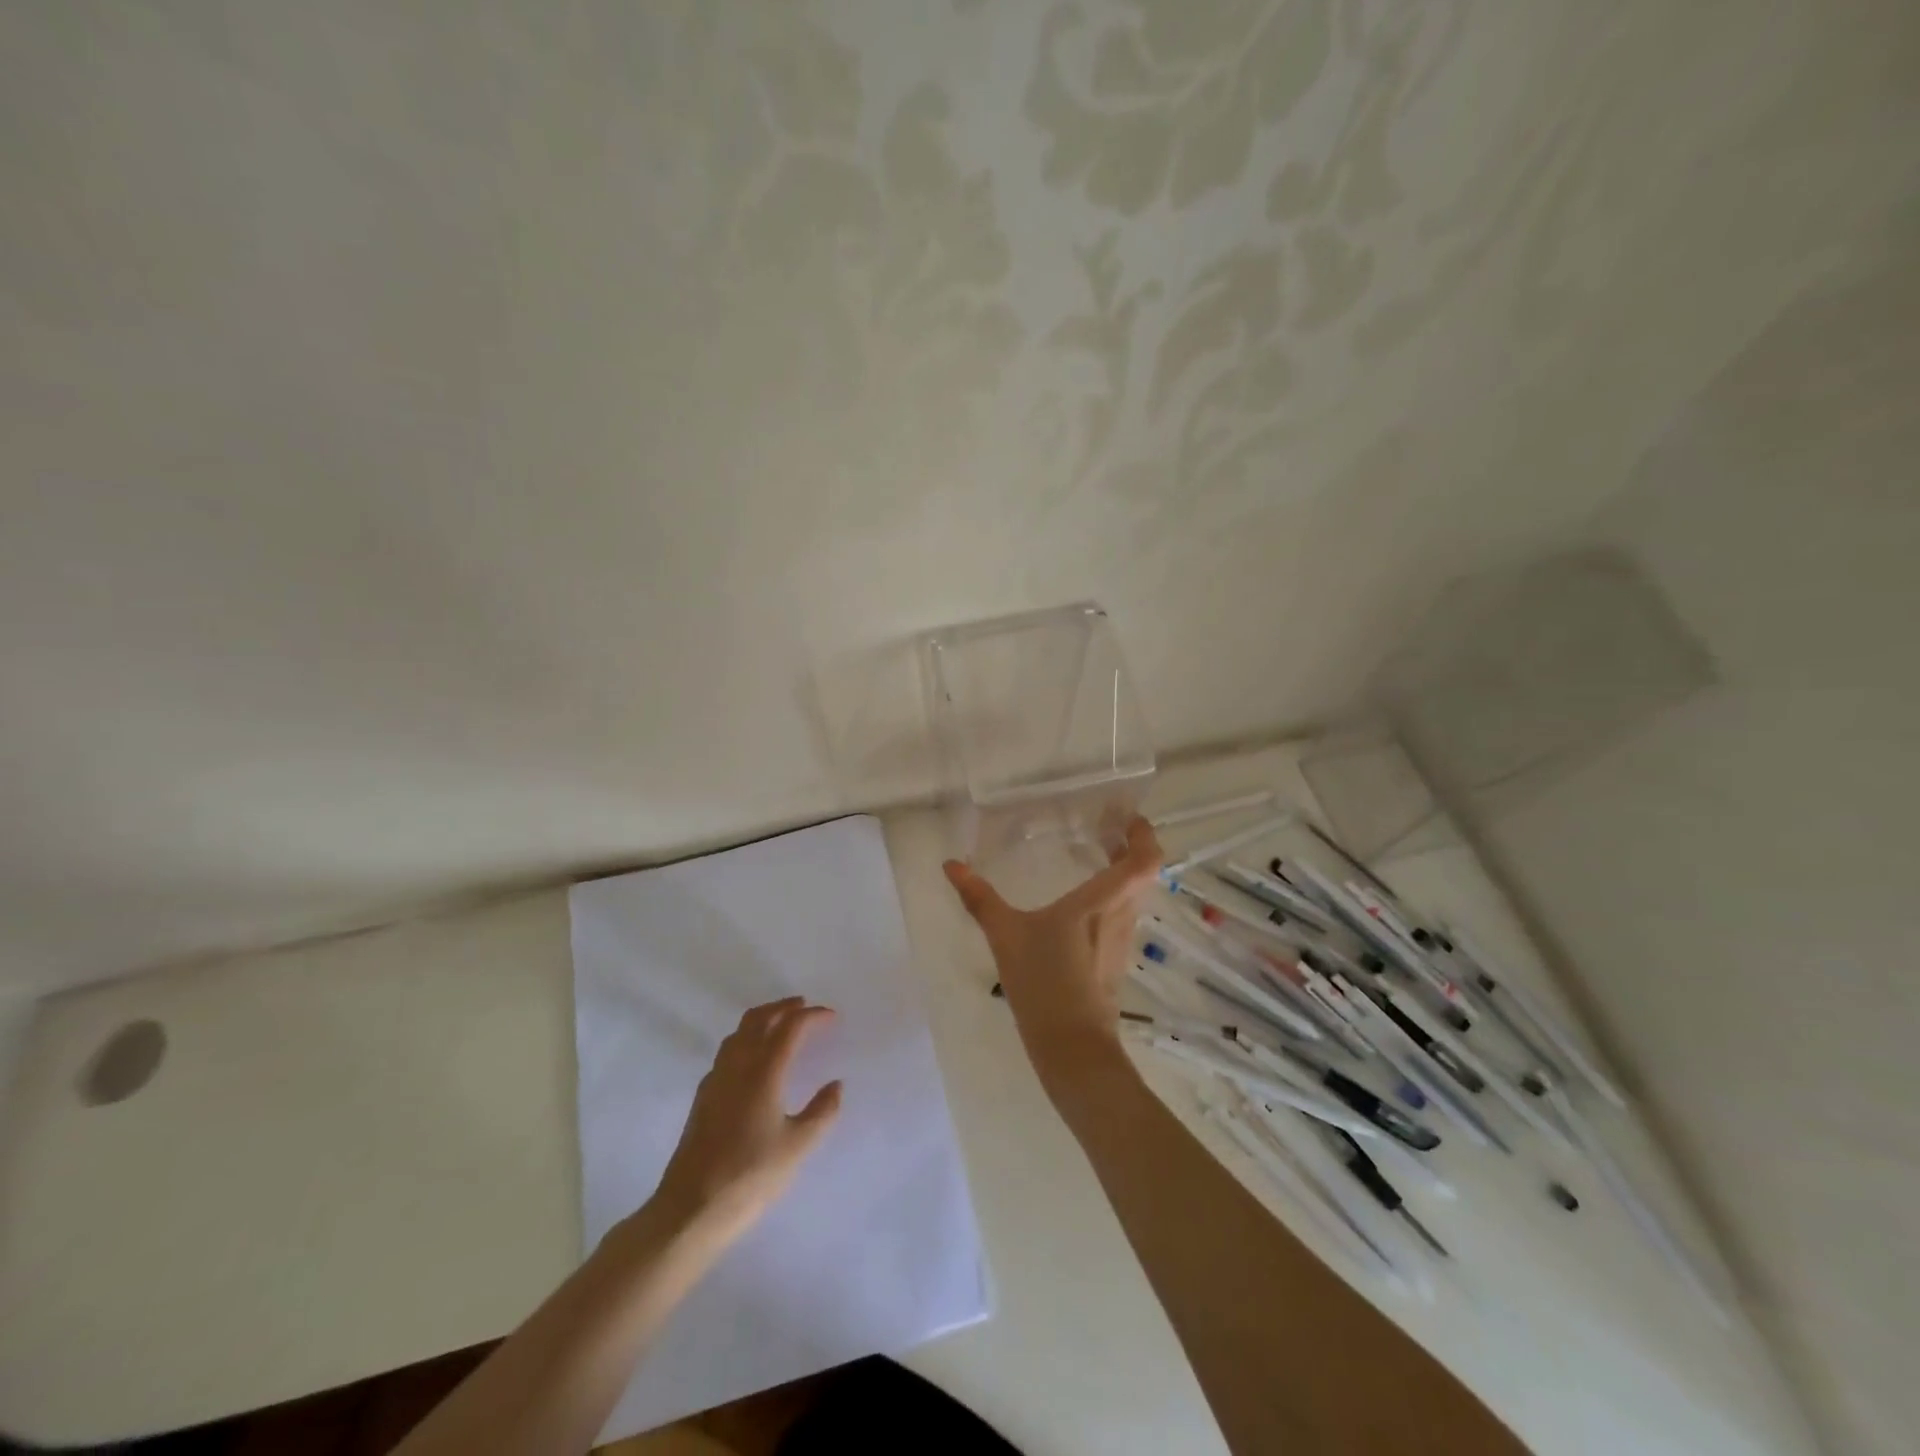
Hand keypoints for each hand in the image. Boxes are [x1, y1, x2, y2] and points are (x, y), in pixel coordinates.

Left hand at [647, 998, 842, 1249]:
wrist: (690, 1210)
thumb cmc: (750, 1177)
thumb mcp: (797, 1147)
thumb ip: (821, 1112)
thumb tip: (835, 1085)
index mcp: (763, 1071)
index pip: (790, 1027)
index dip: (812, 1016)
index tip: (832, 1017)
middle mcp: (737, 1066)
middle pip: (759, 1019)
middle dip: (783, 1007)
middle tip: (804, 1007)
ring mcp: (715, 1080)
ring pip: (739, 1033)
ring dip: (762, 1020)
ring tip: (781, 1025)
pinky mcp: (703, 1098)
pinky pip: (727, 1052)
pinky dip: (746, 1041)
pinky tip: (753, 1062)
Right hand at [944, 817, 1162, 1094]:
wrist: (1072, 1049)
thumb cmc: (1044, 984)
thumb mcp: (1005, 936)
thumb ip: (979, 898)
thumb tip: (951, 864)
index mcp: (1101, 902)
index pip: (1144, 861)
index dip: (1144, 835)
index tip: (1127, 817)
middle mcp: (1121, 916)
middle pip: (1143, 874)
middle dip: (1130, 848)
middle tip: (1105, 829)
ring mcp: (1122, 941)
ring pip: (1134, 896)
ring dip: (1123, 873)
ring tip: (1095, 857)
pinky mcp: (1116, 960)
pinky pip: (1123, 916)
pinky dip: (1113, 898)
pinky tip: (1082, 904)